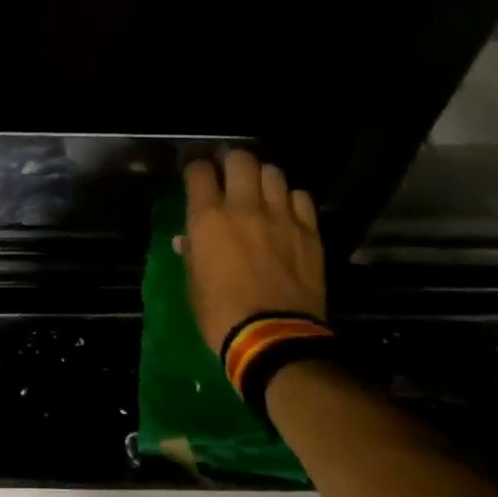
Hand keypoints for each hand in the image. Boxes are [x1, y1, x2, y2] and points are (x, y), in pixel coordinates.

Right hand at [179, 151, 326, 351]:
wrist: (273, 338)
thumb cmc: (221, 314)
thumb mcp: (193, 283)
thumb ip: (192, 253)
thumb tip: (188, 239)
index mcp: (208, 218)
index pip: (199, 171)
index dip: (196, 169)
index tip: (197, 176)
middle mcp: (244, 207)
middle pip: (240, 159)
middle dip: (232, 160)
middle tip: (229, 172)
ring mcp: (280, 216)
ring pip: (274, 172)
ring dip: (263, 177)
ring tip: (260, 189)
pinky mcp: (308, 230)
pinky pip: (300, 197)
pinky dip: (290, 199)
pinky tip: (286, 211)